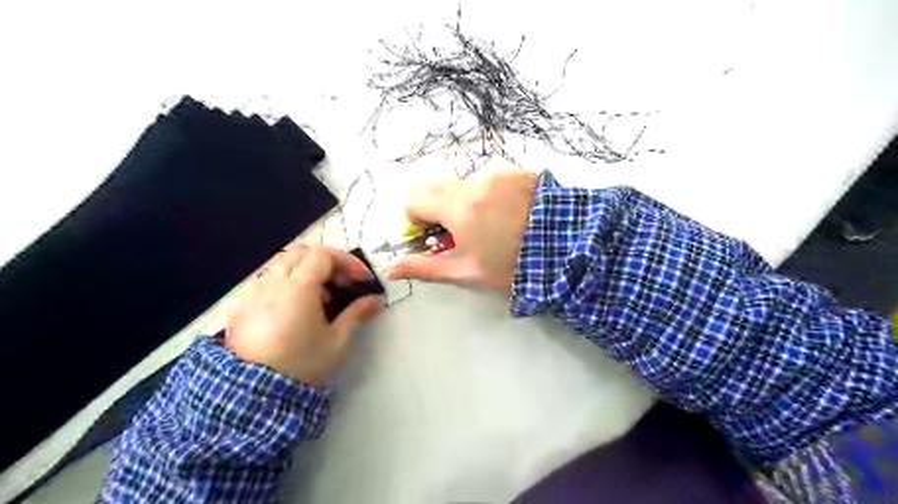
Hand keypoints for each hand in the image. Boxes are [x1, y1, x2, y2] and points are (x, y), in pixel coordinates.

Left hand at [224, 246, 382, 382]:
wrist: (254, 392)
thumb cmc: (302, 363)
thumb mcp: (337, 340)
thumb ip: (356, 314)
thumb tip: (375, 301)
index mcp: (299, 287)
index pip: (324, 255)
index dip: (346, 262)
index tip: (360, 279)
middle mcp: (274, 282)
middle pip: (302, 253)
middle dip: (326, 262)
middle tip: (341, 282)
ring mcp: (253, 292)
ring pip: (282, 265)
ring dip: (305, 272)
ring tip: (318, 298)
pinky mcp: (241, 306)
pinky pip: (267, 282)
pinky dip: (286, 284)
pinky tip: (292, 309)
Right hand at [389, 168, 534, 291]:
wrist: (568, 246)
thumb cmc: (513, 264)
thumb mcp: (467, 272)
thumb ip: (425, 268)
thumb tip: (391, 269)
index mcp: (458, 206)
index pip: (413, 199)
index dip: (415, 219)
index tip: (430, 237)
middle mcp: (473, 181)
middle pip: (435, 187)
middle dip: (436, 209)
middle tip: (456, 233)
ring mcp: (497, 173)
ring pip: (461, 184)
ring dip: (462, 202)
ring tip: (488, 225)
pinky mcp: (515, 171)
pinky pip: (486, 180)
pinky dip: (485, 195)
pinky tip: (506, 213)